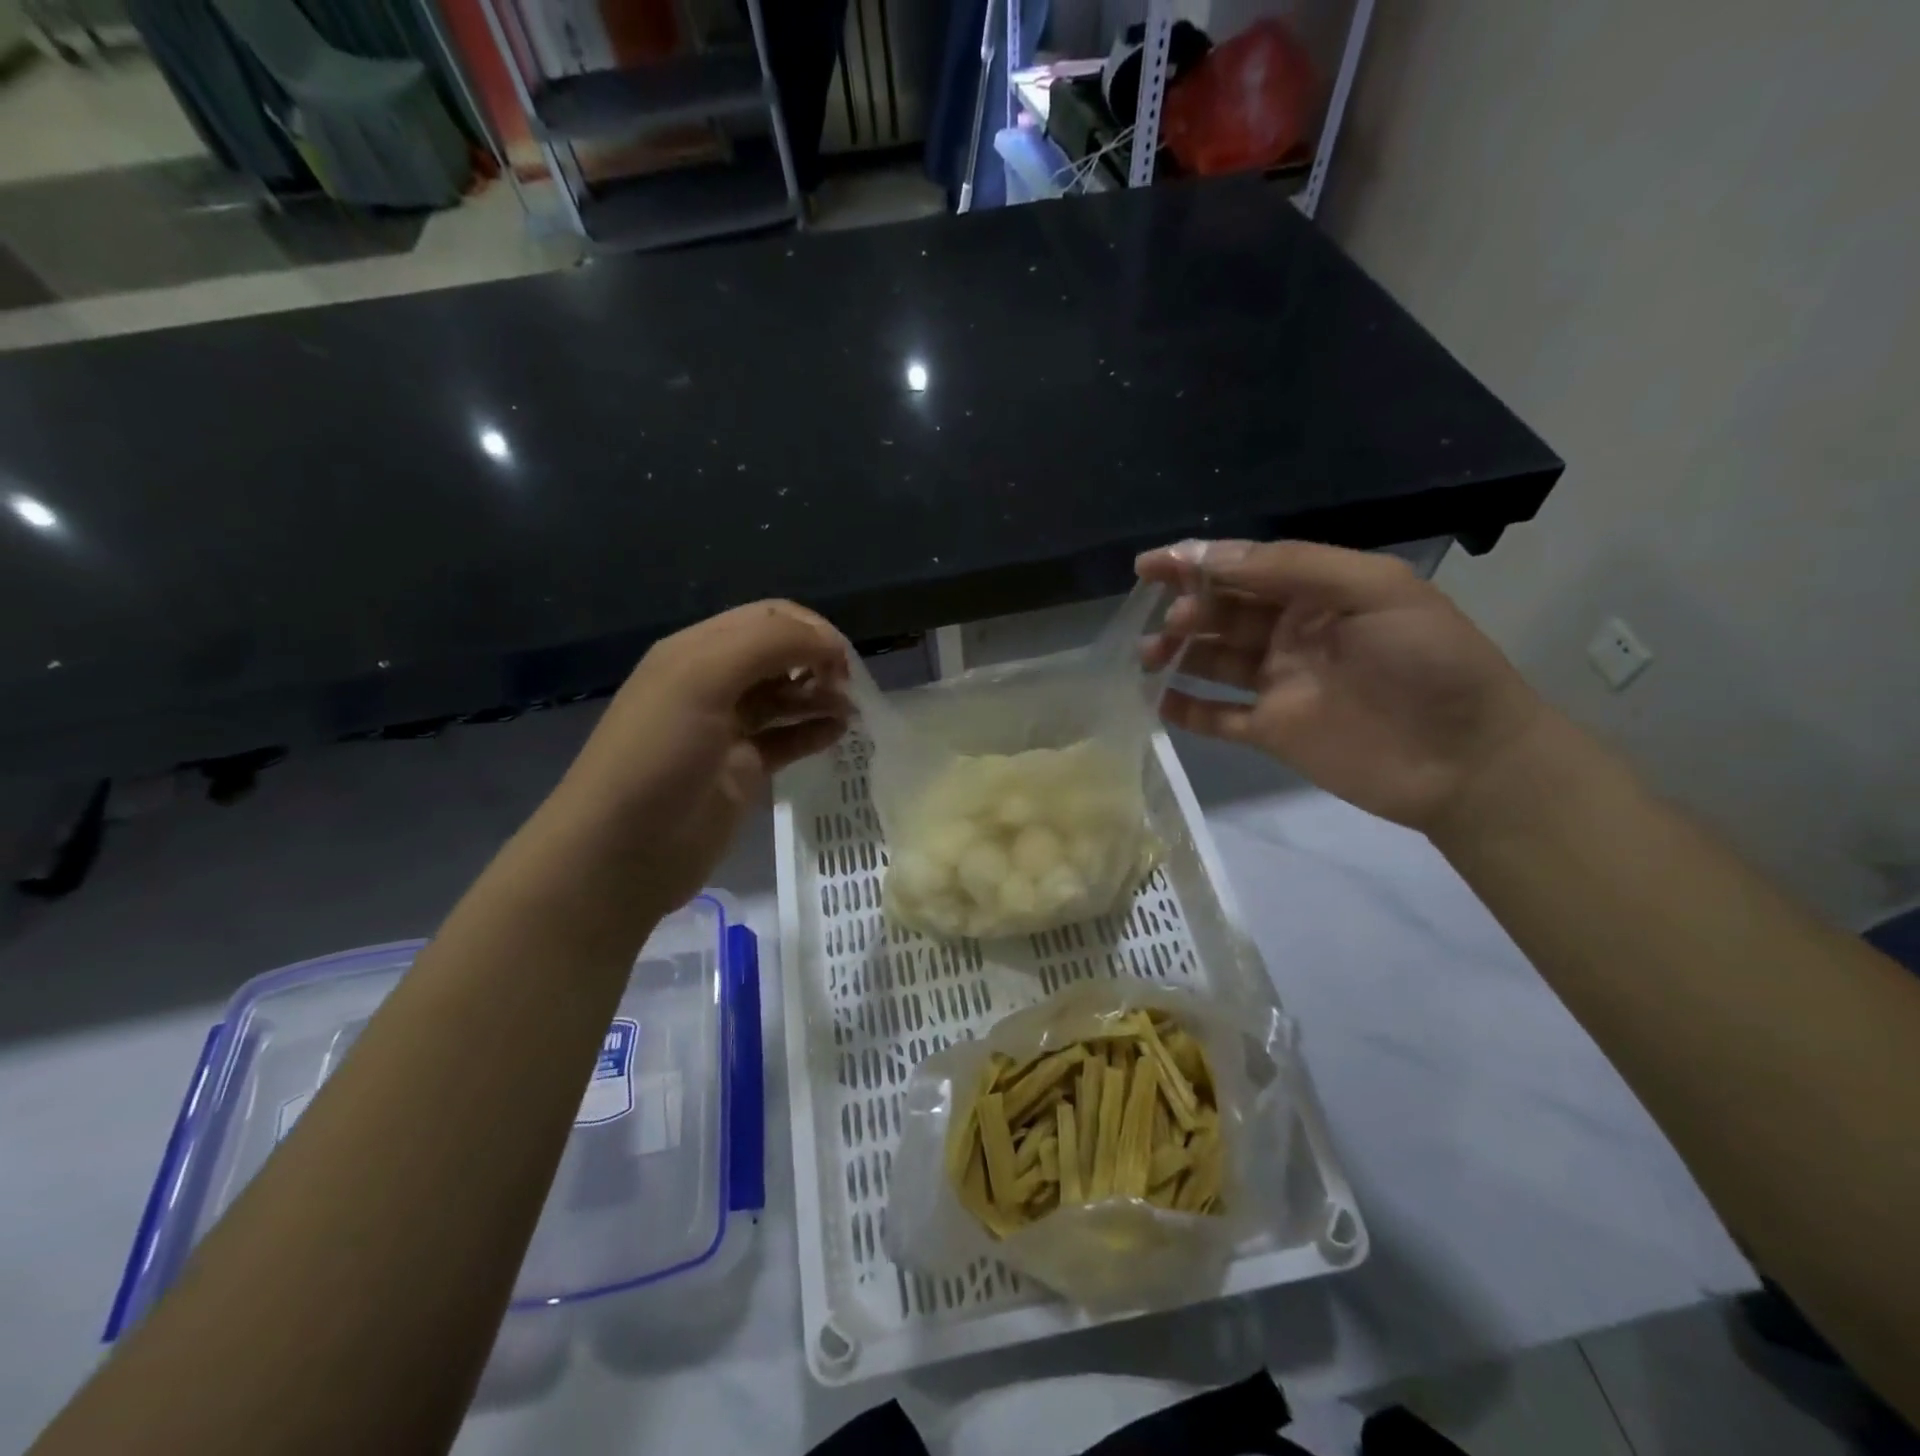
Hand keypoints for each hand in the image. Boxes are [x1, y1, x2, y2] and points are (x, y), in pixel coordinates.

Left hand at [552, 601, 850, 911]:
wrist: (622, 850)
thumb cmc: (658, 755)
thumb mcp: (702, 679)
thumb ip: (768, 645)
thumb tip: (829, 644)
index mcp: (697, 650)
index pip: (767, 618)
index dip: (809, 630)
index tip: (842, 659)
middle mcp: (713, 683)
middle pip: (780, 655)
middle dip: (818, 662)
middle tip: (846, 688)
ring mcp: (729, 729)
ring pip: (787, 697)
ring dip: (820, 696)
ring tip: (849, 712)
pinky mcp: (743, 769)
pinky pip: (787, 739)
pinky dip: (813, 732)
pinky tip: (837, 735)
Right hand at [1138, 540, 1546, 833]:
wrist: (1465, 760)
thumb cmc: (1429, 662)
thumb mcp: (1375, 590)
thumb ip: (1294, 567)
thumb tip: (1210, 557)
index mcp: (1318, 592)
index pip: (1245, 568)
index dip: (1195, 563)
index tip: (1148, 566)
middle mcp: (1292, 633)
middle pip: (1223, 612)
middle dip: (1187, 608)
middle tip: (1169, 622)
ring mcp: (1280, 684)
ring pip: (1213, 660)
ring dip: (1177, 652)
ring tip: (1148, 655)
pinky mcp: (1272, 732)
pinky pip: (1218, 716)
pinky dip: (1187, 708)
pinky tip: (1158, 700)